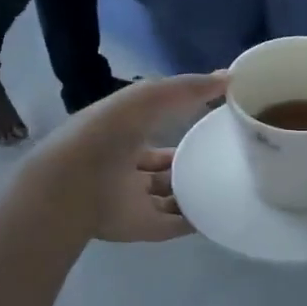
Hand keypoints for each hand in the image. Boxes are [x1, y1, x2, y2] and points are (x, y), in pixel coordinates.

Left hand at [36, 73, 228, 242]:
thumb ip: (187, 88)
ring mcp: (136, 200)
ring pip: (172, 196)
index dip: (180, 119)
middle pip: (164, 165)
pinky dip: (198, 220)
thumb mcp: (148, 97)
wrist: (75, 186)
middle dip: (191, 160)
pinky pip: (177, 225)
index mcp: (122, 134)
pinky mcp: (145, 227)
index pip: (155, 126)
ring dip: (197, 191)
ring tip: (232, 182)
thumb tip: (229, 78)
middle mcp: (127, 168)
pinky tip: (224, 211)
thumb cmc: (108, 133)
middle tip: (227, 153)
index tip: (213, 116)